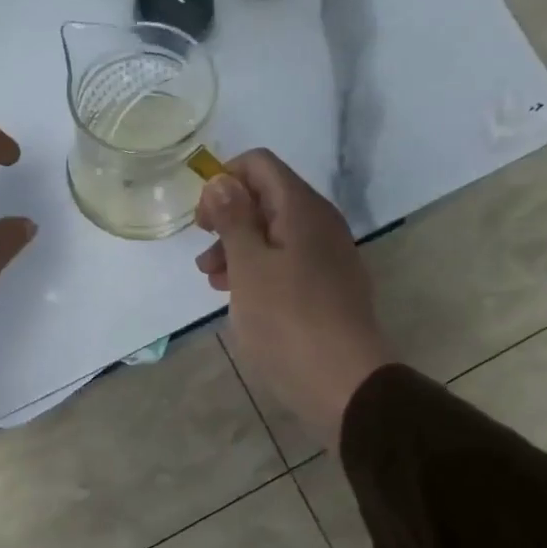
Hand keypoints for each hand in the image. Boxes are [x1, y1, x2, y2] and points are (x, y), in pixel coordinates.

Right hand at [195, 150, 390, 447]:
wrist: (343, 383)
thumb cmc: (287, 320)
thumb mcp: (248, 266)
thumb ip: (233, 218)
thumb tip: (222, 181)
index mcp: (302, 209)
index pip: (259, 164)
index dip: (224, 181)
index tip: (203, 220)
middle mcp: (320, 223)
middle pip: (266, 198)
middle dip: (227, 218)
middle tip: (203, 253)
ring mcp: (327, 257)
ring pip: (273, 233)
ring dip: (238, 248)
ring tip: (213, 281)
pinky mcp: (327, 287)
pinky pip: (287, 262)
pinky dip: (258, 270)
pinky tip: (240, 297)